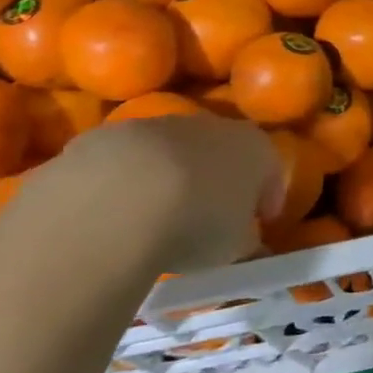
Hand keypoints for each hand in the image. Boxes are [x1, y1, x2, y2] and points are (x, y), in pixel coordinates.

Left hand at [21, 115, 285, 277]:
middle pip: (219, 151)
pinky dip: (123, 184)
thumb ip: (246, 242)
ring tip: (155, 220)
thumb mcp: (235, 247)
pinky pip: (122, 163)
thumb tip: (250, 248)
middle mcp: (208, 124)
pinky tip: (113, 217)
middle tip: (209, 219)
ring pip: (168, 152)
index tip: (261, 222)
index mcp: (252, 146)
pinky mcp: (103, 137)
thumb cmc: (196, 224)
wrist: (113, 205)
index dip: (267, 196)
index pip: (270, 168)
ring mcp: (153, 126)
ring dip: (168, 178)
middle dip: (216, 180)